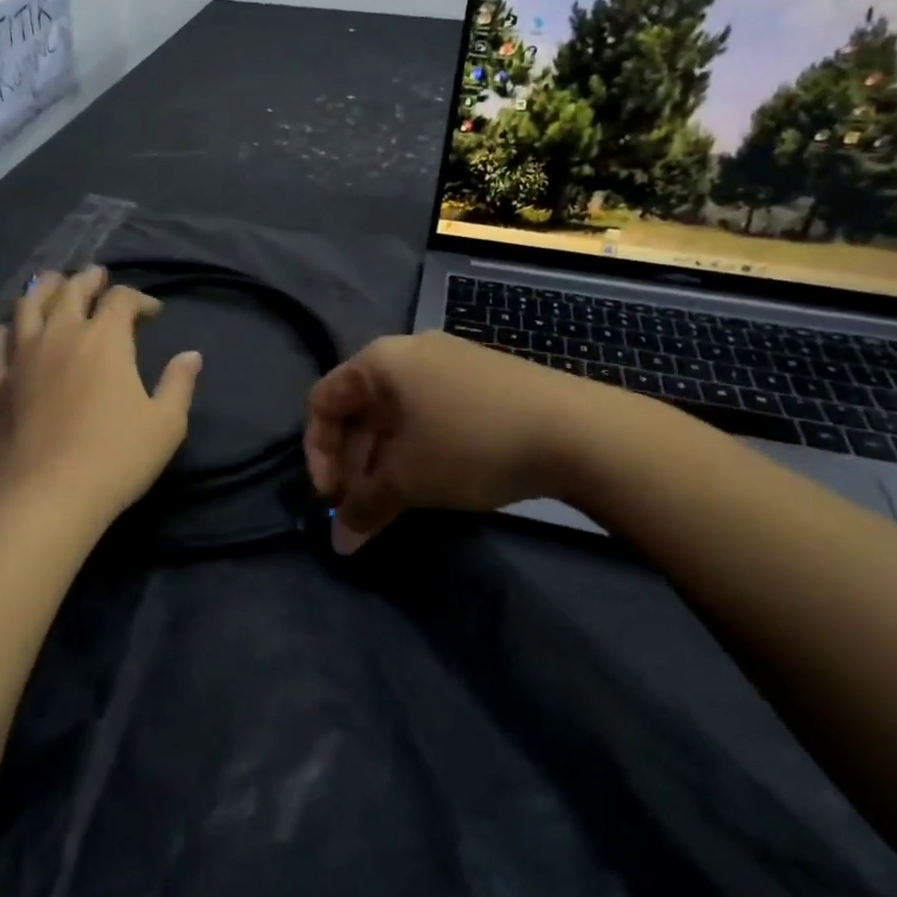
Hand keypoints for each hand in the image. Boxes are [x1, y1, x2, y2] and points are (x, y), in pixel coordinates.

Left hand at [0, 267, 201, 525]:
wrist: (47, 495)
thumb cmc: (116, 457)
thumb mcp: (166, 423)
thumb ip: (179, 383)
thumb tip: (191, 355)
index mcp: (105, 338)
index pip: (121, 299)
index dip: (139, 298)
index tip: (152, 311)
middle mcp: (61, 334)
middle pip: (70, 290)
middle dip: (88, 280)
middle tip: (97, 276)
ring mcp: (23, 356)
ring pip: (27, 305)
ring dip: (43, 288)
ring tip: (52, 282)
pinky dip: (6, 329)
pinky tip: (9, 330)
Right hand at [304, 331, 618, 554]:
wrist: (578, 430)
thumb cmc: (470, 443)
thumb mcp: (410, 480)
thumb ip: (364, 508)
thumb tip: (338, 544)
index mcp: (380, 361)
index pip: (323, 401)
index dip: (317, 452)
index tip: (332, 498)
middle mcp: (409, 352)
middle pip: (359, 408)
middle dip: (353, 463)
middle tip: (362, 509)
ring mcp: (449, 363)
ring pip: (395, 414)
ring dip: (384, 461)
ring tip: (395, 503)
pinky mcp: (480, 381)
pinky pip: (428, 412)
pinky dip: (416, 448)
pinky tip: (432, 481)